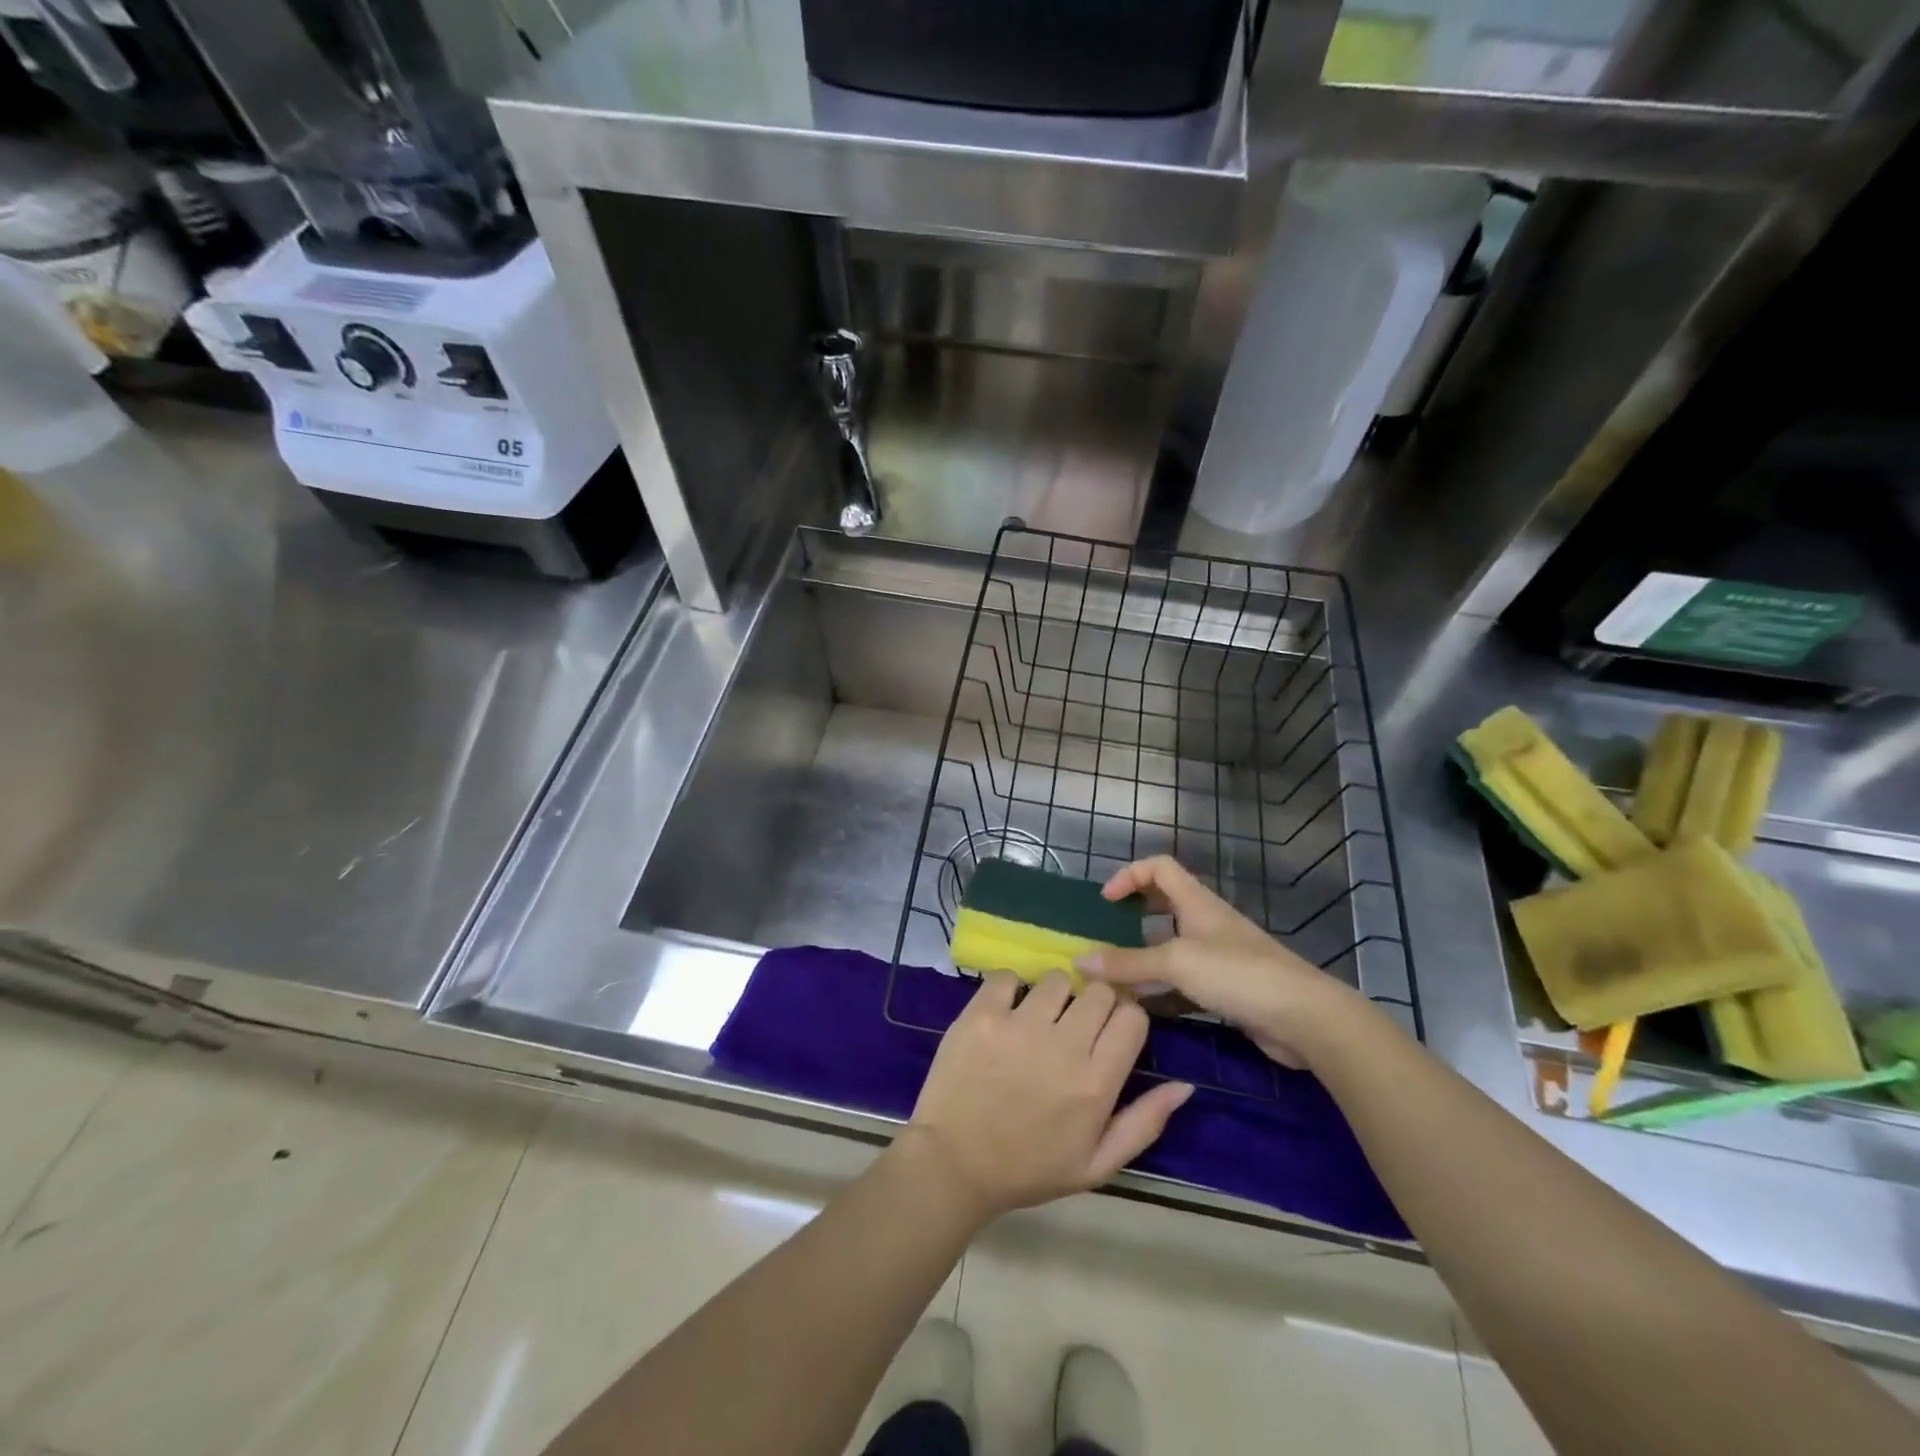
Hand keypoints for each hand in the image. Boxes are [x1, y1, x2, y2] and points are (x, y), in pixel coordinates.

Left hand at [903, 971, 1192, 1221]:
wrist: (953, 1164)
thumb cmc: (1029, 1168)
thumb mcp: (1097, 1164)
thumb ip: (1145, 1123)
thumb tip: (1185, 1084)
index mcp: (1096, 1082)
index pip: (1132, 1016)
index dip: (1126, 1020)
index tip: (1110, 1034)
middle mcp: (1063, 1045)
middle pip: (1099, 991)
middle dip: (1094, 1005)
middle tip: (1074, 1029)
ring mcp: (1019, 1024)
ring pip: (1057, 979)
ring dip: (1055, 995)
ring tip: (1039, 1020)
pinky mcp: (981, 1013)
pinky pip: (1008, 975)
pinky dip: (1011, 988)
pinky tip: (1006, 1011)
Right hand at [1074, 855, 1369, 1069]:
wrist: (1304, 1018)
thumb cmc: (1238, 974)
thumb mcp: (1175, 963)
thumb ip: (1127, 962)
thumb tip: (1079, 960)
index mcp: (1196, 902)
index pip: (1159, 867)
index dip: (1129, 875)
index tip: (1106, 901)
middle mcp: (1206, 922)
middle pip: (1164, 904)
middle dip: (1133, 916)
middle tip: (1106, 935)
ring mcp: (1219, 956)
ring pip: (1172, 946)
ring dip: (1144, 956)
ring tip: (1115, 975)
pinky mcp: (1226, 988)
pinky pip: (1184, 980)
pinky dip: (1162, 988)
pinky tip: (1143, 1007)